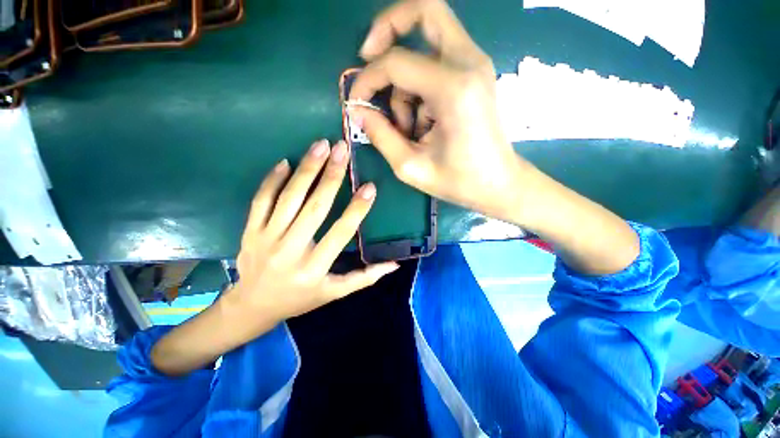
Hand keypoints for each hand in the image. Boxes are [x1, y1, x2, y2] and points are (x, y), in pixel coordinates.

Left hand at [221, 139, 398, 334]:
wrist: (252, 306)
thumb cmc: (300, 298)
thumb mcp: (334, 293)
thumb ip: (364, 278)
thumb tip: (394, 265)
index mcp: (314, 269)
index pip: (341, 233)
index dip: (357, 209)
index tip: (370, 187)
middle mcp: (290, 251)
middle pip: (314, 207)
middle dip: (332, 176)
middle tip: (343, 149)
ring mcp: (265, 238)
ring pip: (288, 198)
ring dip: (306, 169)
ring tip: (321, 146)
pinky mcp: (249, 231)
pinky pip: (260, 200)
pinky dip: (272, 179)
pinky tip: (286, 162)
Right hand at [350, 0, 639, 275]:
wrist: (499, 184)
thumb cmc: (458, 181)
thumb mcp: (411, 167)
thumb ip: (381, 136)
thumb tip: (358, 110)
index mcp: (453, 89)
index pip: (396, 62)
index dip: (367, 79)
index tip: (356, 104)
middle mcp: (468, 63)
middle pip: (425, 9)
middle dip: (388, 29)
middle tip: (369, 59)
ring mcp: (475, 65)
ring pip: (426, 42)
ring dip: (406, 81)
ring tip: (410, 128)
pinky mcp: (475, 74)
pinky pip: (436, 62)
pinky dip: (420, 88)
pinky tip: (424, 124)